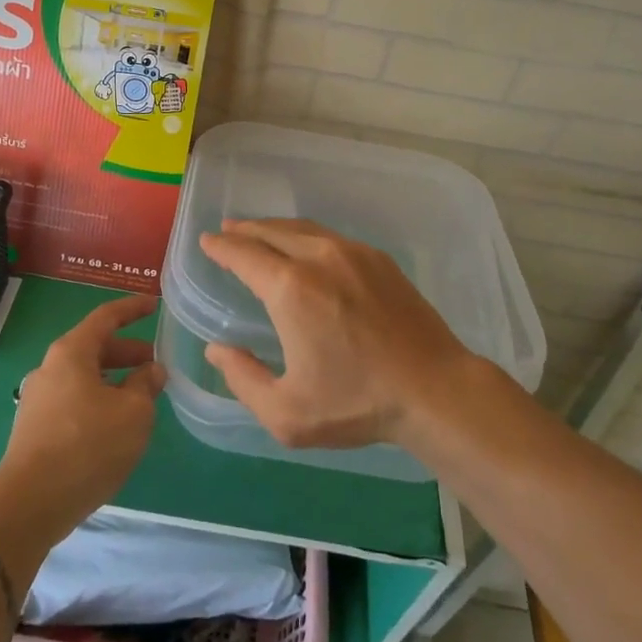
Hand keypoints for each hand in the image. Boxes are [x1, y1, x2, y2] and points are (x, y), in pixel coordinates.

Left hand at [0, 295, 164, 539]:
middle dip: (126, 352)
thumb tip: (151, 371)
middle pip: (94, 347)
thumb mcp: (133, 413)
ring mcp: (38, 399)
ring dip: (113, 380)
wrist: (29, 505)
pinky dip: (98, 401)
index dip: (132, 309)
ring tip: (140, 398)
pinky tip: (114, 426)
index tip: (154, 304)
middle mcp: (50, 368)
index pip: (106, 317)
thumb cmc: (87, 446)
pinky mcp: (34, 428)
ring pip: (83, 377)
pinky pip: (73, 401)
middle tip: (155, 364)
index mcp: (71, 352)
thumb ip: (145, 385)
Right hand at [198, 219, 475, 451]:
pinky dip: (306, 234)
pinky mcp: (378, 259)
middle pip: (271, 231)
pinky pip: (330, 236)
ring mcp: (352, 253)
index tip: (207, 241)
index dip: (221, 246)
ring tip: (259, 232)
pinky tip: (306, 246)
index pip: (244, 254)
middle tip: (227, 230)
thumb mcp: (287, 413)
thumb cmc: (357, 403)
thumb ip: (243, 379)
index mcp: (290, 289)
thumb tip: (216, 350)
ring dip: (274, 228)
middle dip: (244, 229)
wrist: (434, 389)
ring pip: (302, 228)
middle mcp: (318, 258)